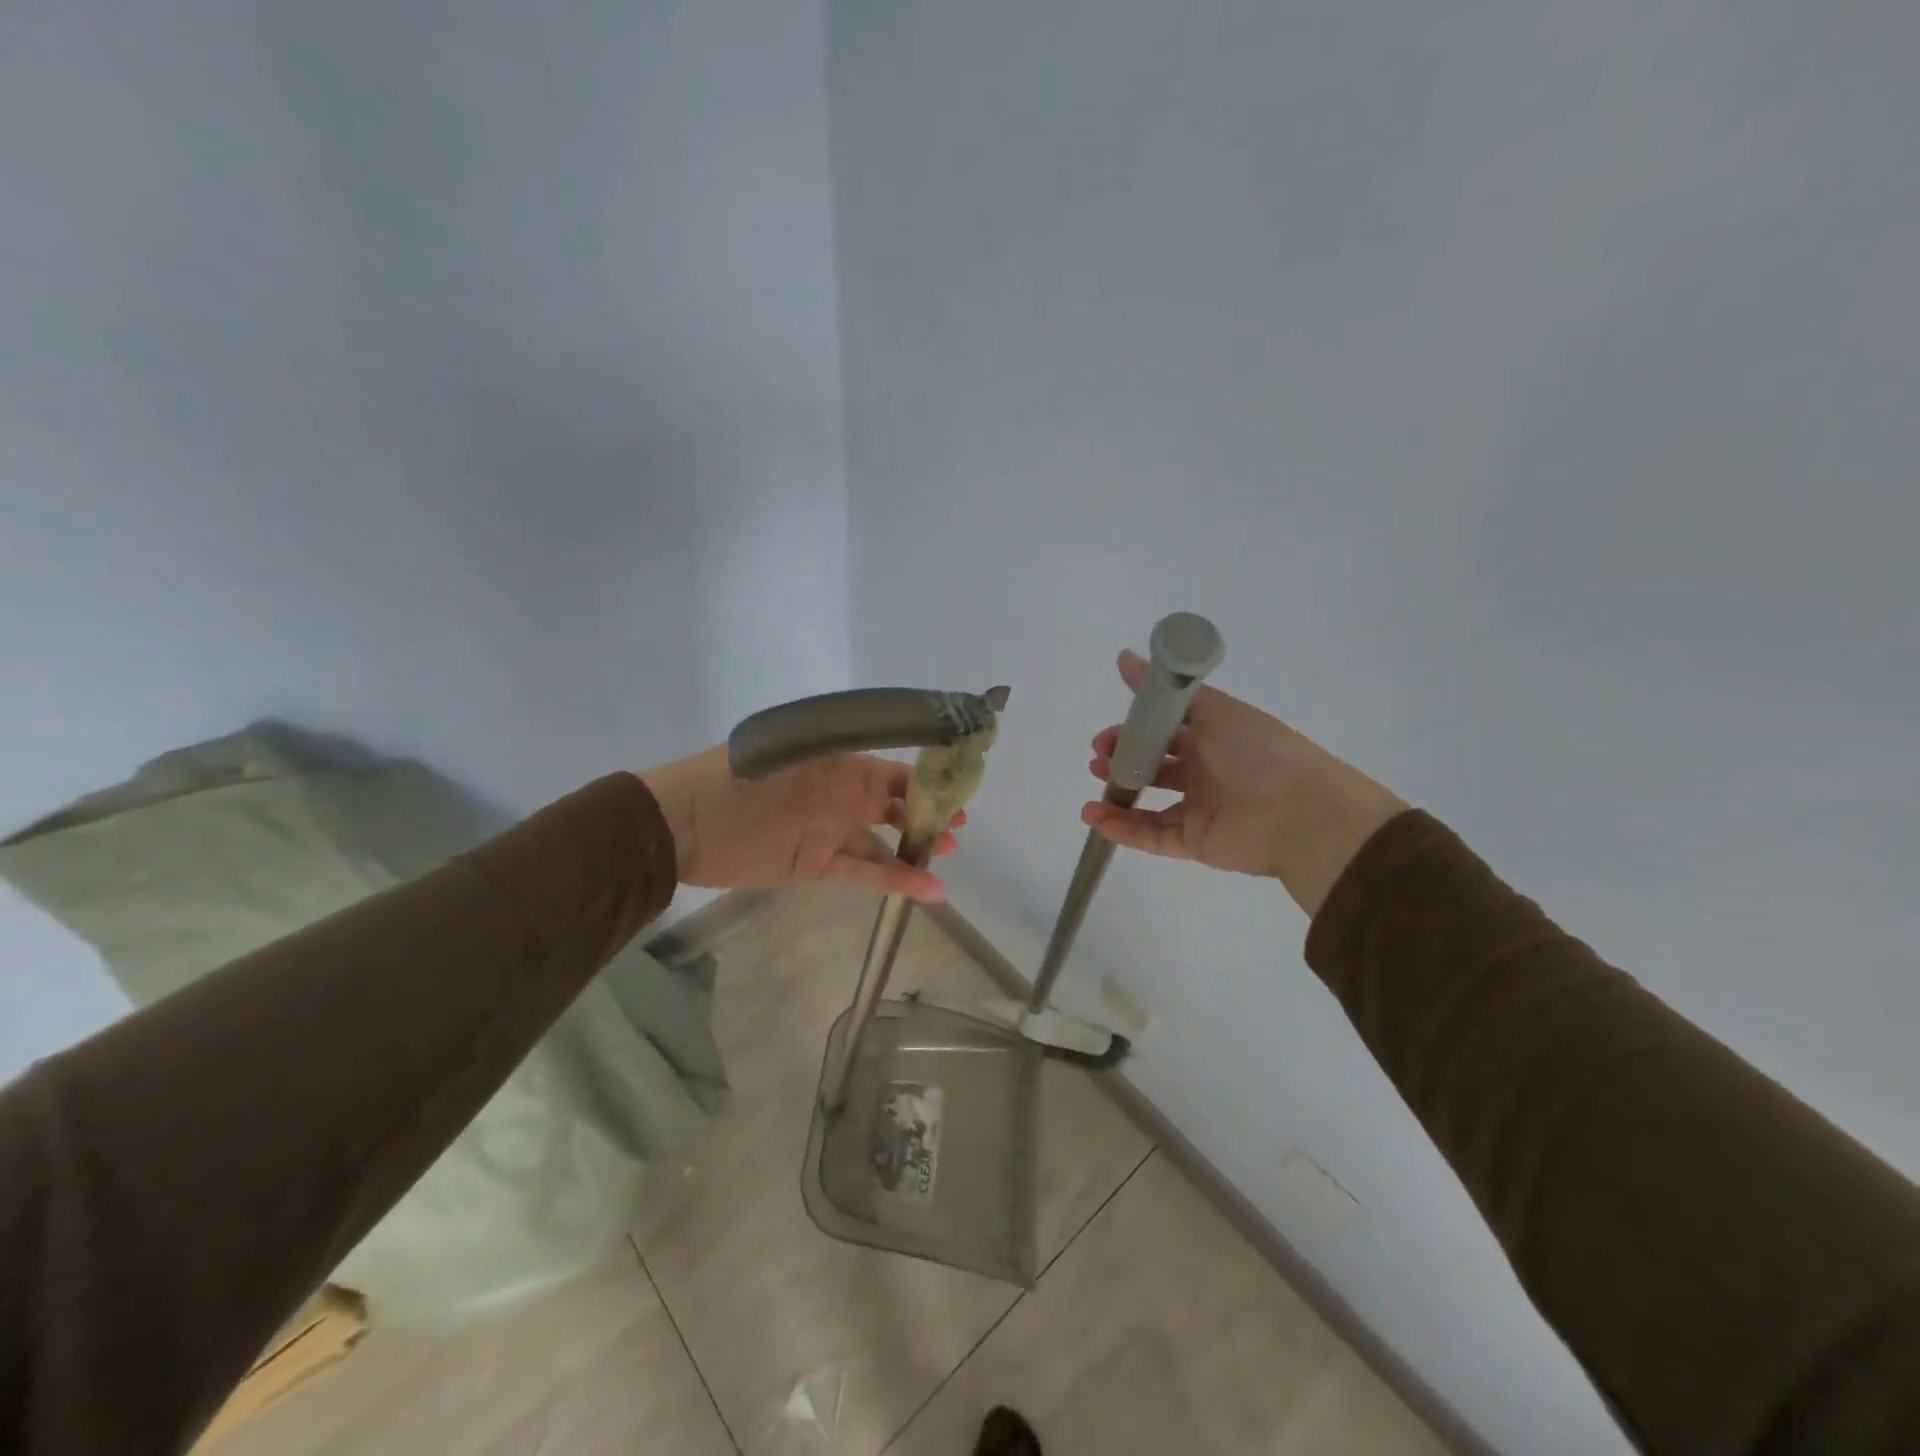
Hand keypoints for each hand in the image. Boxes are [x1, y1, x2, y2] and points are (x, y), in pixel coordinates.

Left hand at [639, 746, 960, 902]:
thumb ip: (843, 763)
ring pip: (881, 841)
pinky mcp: (815, 865)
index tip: (957, 791)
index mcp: (837, 765)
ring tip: (949, 856)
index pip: (891, 772)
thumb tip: (893, 767)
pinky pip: (863, 872)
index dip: (925, 782)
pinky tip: (928, 889)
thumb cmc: (738, 781)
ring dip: (914, 849)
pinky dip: (895, 880)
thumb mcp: (794, 757)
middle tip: (959, 828)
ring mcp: (828, 832)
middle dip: (926, 814)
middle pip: (892, 805)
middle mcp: (838, 796)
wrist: (682, 826)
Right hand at [1082, 651, 1406, 915]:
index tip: (1108, 731)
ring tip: (1094, 789)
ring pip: (1149, 804)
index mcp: (1214, 736)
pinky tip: (1094, 816)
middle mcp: (1206, 771)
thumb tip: (1124, 657)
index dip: (1134, 729)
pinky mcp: (1195, 842)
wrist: (1301, 814)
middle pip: (1154, 765)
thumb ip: (1166, 690)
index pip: (1165, 730)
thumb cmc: (1257, 752)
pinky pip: (1152, 835)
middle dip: (1122, 760)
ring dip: (1118, 796)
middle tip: (1099, 757)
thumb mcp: (1213, 710)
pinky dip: (1122, 828)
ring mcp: (1200, 808)